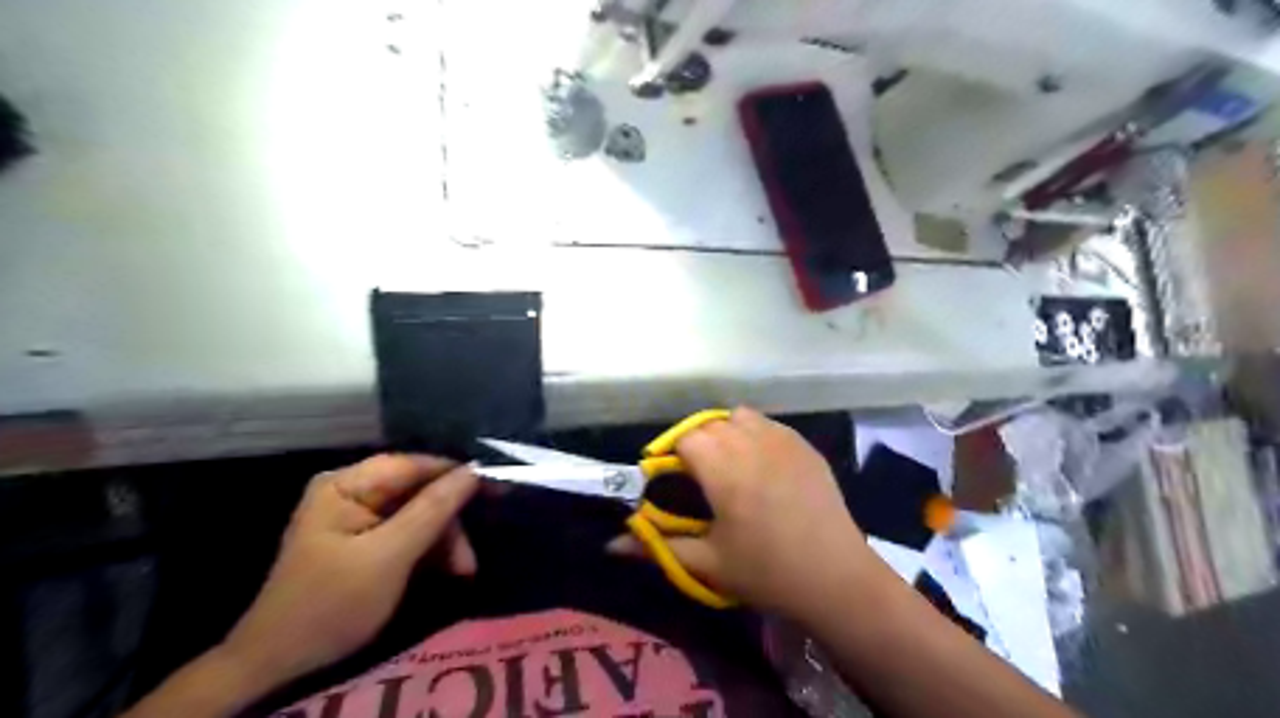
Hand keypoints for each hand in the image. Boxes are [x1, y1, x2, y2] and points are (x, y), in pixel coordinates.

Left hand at [219, 455, 479, 688]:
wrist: (280, 663)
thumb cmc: (332, 604)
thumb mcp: (389, 556)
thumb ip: (432, 509)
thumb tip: (475, 470)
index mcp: (347, 485)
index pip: (415, 465)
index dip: (457, 475)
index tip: (496, 488)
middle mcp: (353, 491)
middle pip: (419, 491)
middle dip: (448, 522)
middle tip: (470, 558)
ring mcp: (358, 515)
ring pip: (419, 512)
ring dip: (444, 540)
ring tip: (462, 571)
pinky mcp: (365, 538)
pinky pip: (409, 530)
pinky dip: (429, 549)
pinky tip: (446, 570)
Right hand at [613, 405, 880, 618]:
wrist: (836, 578)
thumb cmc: (766, 572)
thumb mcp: (707, 563)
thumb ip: (657, 546)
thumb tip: (610, 544)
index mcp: (724, 468)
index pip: (685, 438)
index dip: (672, 454)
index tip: (670, 478)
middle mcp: (751, 443)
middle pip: (710, 423)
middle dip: (696, 442)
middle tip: (698, 476)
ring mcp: (783, 440)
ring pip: (740, 416)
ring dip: (726, 432)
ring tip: (729, 464)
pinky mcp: (805, 446)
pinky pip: (770, 425)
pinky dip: (755, 434)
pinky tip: (761, 465)